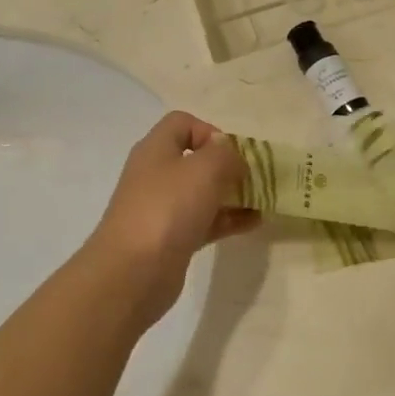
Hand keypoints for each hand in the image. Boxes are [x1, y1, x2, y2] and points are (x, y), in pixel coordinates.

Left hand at [86, 111, 257, 329]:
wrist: (133, 272)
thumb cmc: (168, 208)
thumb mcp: (204, 169)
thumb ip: (225, 153)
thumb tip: (230, 155)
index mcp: (156, 149)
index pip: (182, 123)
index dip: (210, 131)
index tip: (232, 154)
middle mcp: (156, 174)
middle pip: (195, 160)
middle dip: (227, 166)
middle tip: (253, 178)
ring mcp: (162, 209)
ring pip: (202, 193)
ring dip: (232, 194)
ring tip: (262, 201)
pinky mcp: (171, 239)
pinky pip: (205, 221)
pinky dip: (228, 219)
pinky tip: (254, 223)